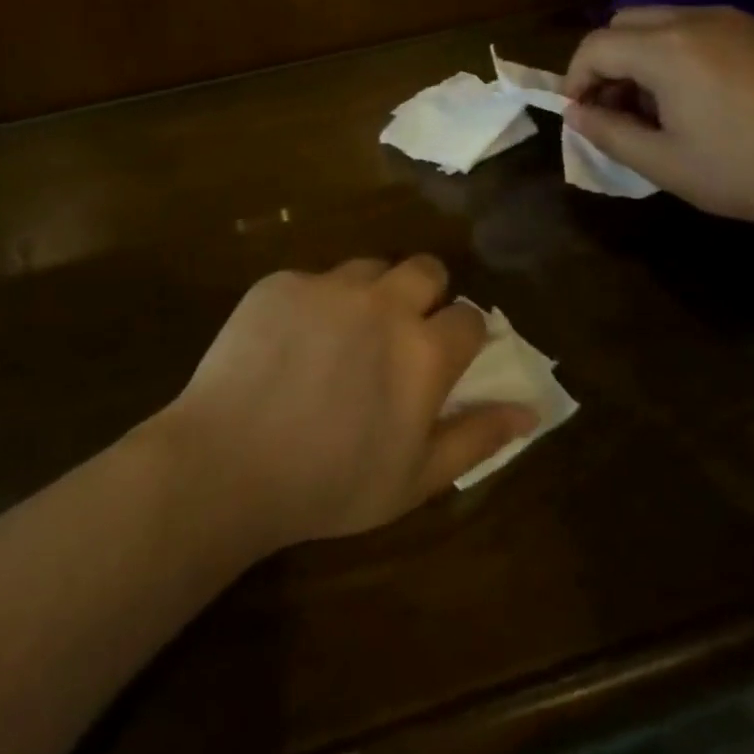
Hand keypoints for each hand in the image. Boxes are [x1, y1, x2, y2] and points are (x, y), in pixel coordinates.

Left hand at [163, 257, 537, 549]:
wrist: (226, 464)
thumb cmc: (328, 484)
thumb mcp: (414, 479)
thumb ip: (477, 437)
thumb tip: (528, 410)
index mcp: (422, 350)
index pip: (469, 317)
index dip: (462, 335)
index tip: (446, 356)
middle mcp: (383, 303)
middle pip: (426, 269)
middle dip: (425, 293)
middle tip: (399, 333)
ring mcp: (328, 285)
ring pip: (369, 268)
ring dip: (370, 293)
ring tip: (343, 335)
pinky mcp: (281, 282)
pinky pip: (313, 279)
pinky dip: (314, 303)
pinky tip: (290, 343)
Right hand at [563, 7, 753, 231]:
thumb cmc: (745, 171)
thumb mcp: (664, 163)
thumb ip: (608, 133)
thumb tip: (577, 114)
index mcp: (666, 49)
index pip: (595, 46)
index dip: (576, 79)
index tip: (581, 115)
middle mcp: (699, 19)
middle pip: (627, 22)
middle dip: (609, 61)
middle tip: (619, 108)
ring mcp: (743, 21)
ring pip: (670, 20)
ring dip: (648, 55)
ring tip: (665, 105)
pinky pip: (712, 29)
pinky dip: (689, 53)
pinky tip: (714, 98)